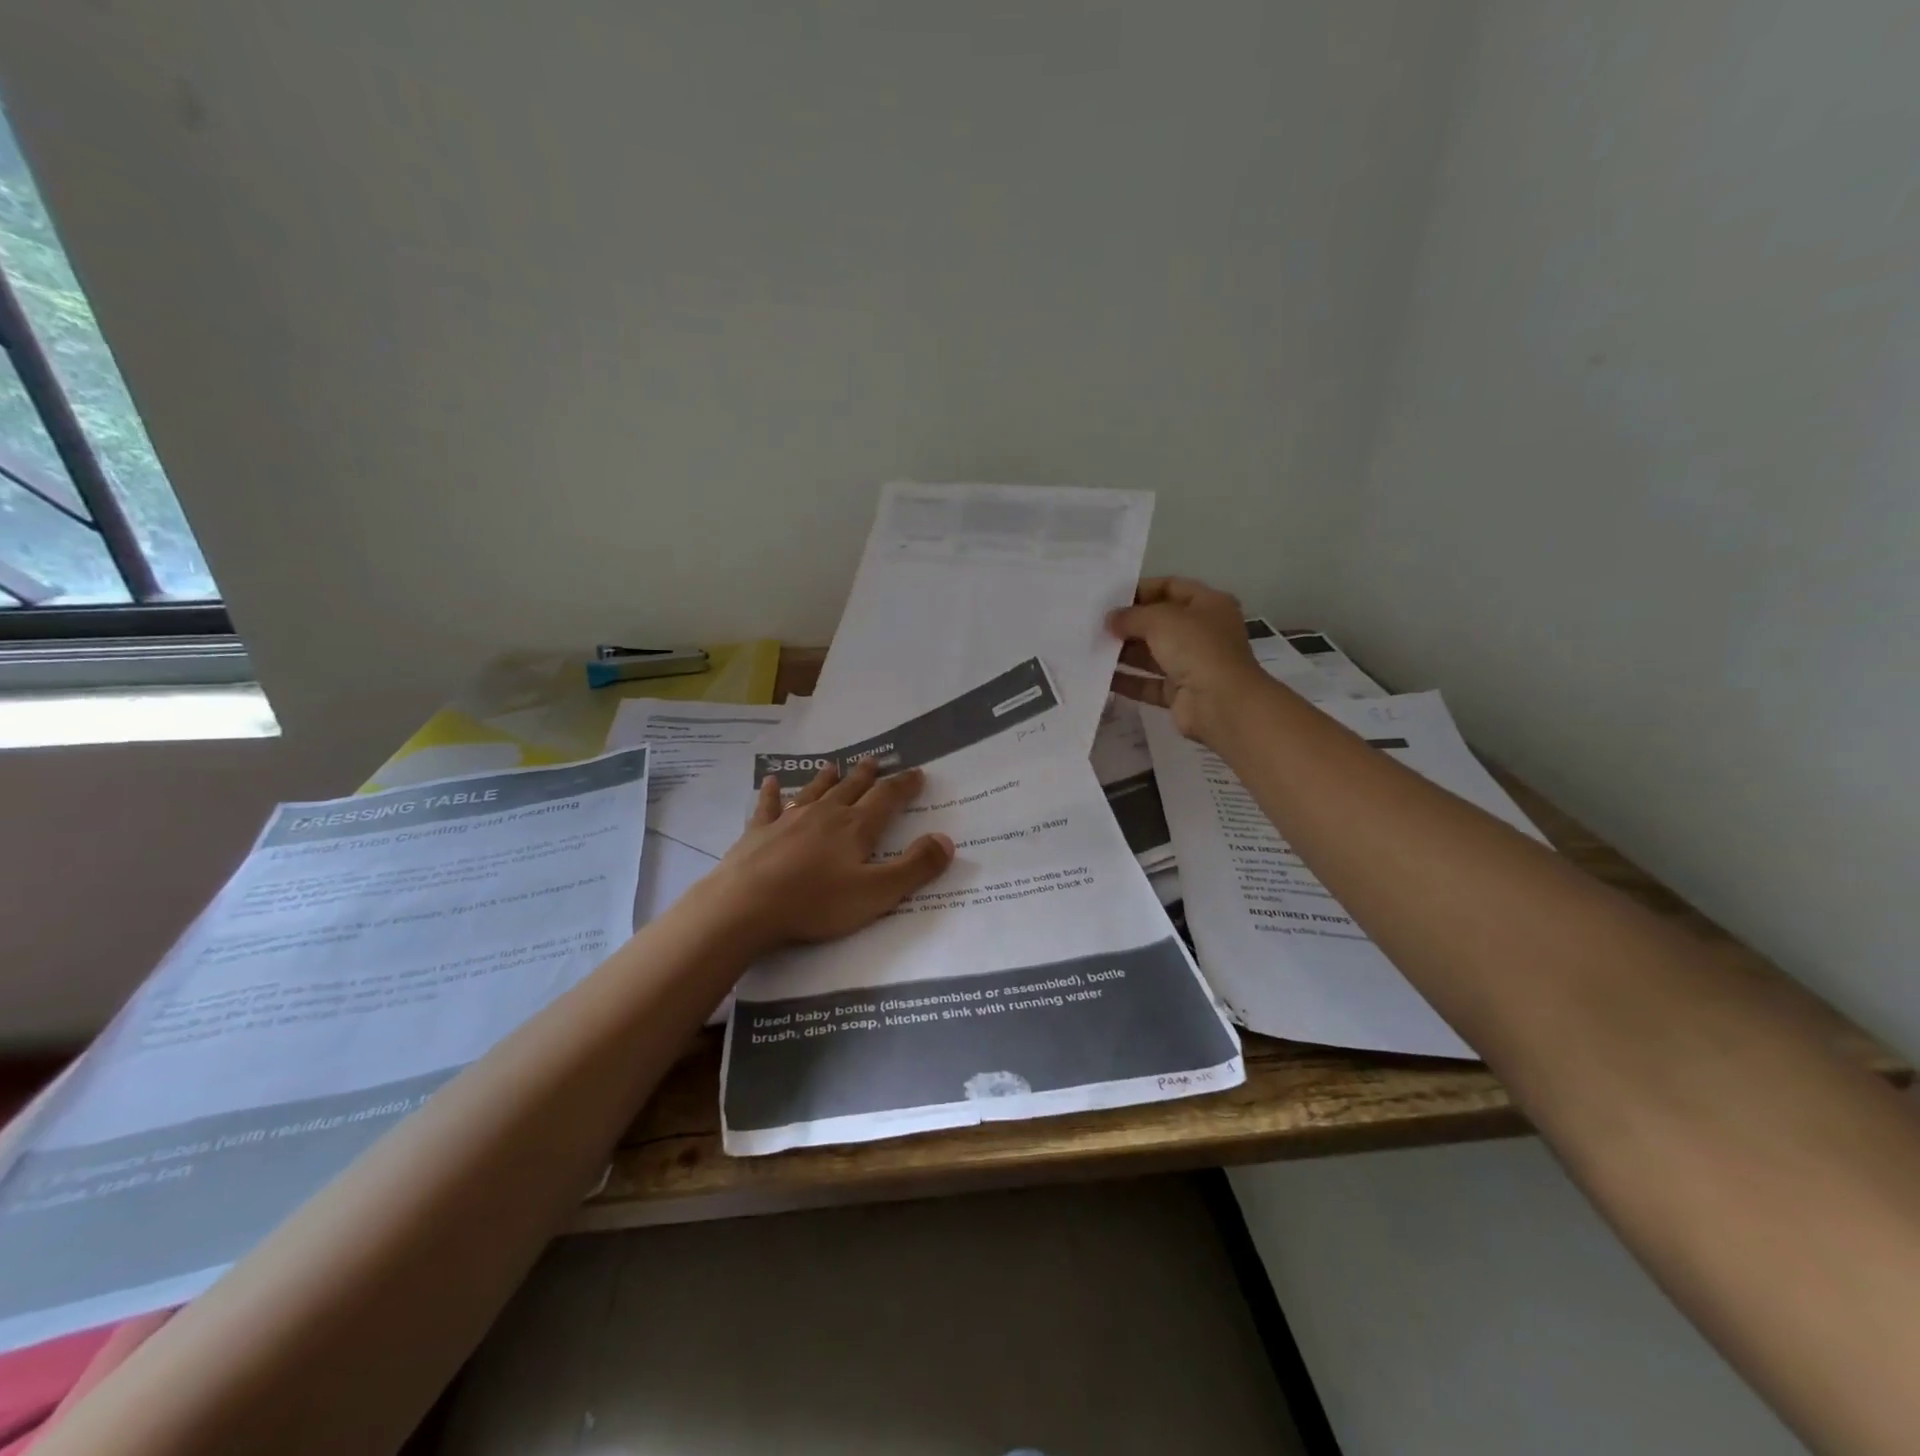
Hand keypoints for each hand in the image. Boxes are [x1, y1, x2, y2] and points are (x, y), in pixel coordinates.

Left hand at [708, 758, 954, 952]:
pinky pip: (767, 806)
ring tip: (834, 765)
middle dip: (866, 775)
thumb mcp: (877, 893)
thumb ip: (915, 867)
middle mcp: (824, 815)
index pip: (886, 799)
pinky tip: (770, 781)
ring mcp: (788, 820)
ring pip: (813, 792)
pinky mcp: (757, 833)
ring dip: (826, 779)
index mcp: (856, 828)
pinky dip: (771, 792)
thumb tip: (946, 840)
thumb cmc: (816, 903)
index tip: (917, 772)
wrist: (745, 907)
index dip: (904, 785)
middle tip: (875, 760)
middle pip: (850, 789)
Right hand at [1107, 576, 1267, 745]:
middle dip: (1128, 624)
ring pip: (1151, 654)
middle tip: (1095, 625)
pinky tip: (1100, 677)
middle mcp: (1202, 632)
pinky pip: (1147, 683)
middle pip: (1159, 622)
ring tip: (1092, 648)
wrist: (1221, 704)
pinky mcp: (1178, 693)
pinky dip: (1126, 681)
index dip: (1141, 589)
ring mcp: (1191, 664)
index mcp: (1208, 605)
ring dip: (1123, 652)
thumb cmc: (1197, 648)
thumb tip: (1110, 620)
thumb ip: (1131, 616)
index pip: (1171, 587)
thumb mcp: (1161, 620)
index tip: (1110, 598)